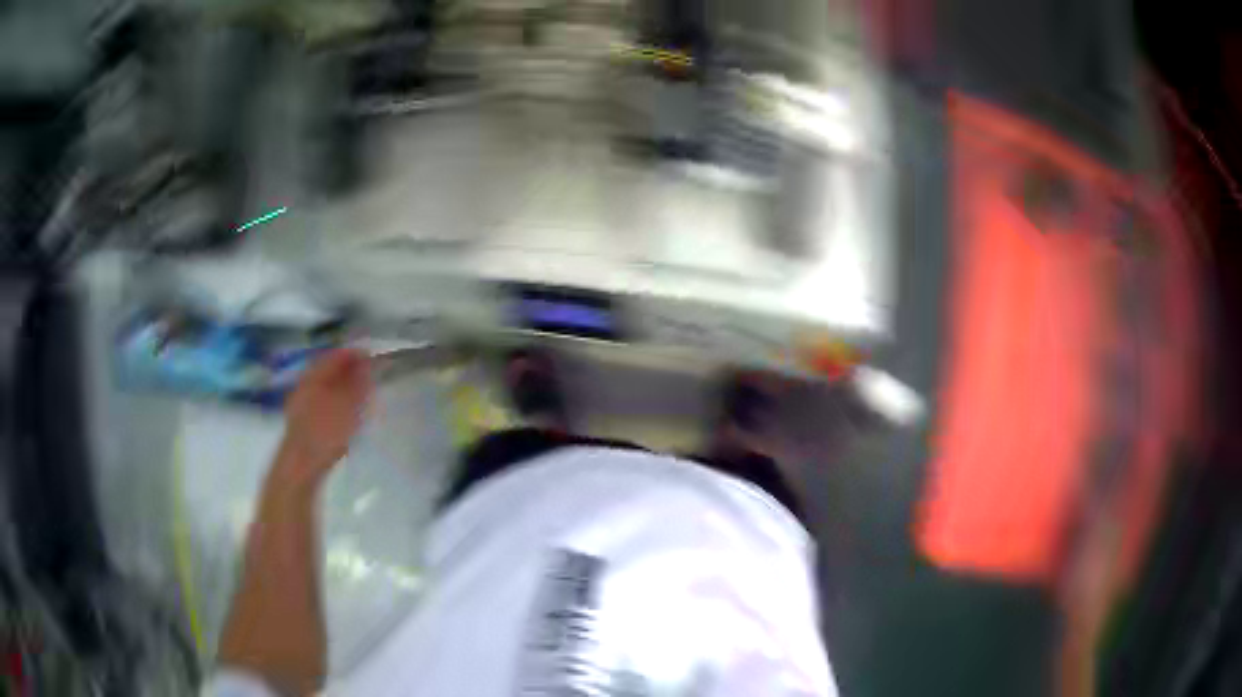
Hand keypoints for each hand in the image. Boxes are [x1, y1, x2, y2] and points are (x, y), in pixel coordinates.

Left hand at [278, 349, 371, 486]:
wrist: (301, 465)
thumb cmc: (326, 432)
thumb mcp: (348, 405)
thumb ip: (358, 383)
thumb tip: (366, 364)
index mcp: (314, 376)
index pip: (334, 356)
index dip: (352, 353)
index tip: (369, 354)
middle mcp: (304, 385)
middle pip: (326, 370)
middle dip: (345, 369)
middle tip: (365, 372)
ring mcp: (300, 404)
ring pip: (322, 387)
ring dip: (339, 386)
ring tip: (357, 393)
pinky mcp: (301, 423)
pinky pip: (320, 402)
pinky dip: (333, 401)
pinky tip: (343, 412)